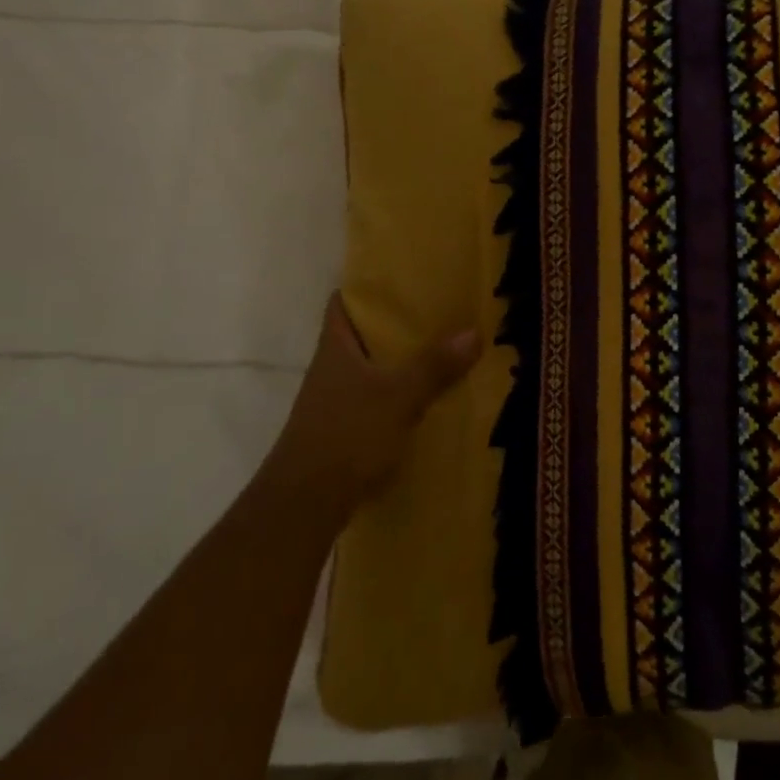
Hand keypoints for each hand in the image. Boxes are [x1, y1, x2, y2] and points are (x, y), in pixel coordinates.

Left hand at [264, 295, 480, 523]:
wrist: (305, 504)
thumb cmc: (346, 435)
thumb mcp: (398, 396)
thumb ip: (434, 366)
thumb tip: (473, 331)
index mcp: (335, 348)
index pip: (343, 303)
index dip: (367, 286)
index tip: (402, 275)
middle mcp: (332, 369)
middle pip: (363, 334)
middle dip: (398, 323)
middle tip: (440, 308)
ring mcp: (335, 401)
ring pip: (372, 368)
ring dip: (402, 360)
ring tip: (445, 347)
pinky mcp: (345, 429)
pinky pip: (377, 398)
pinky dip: (400, 392)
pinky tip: (430, 396)